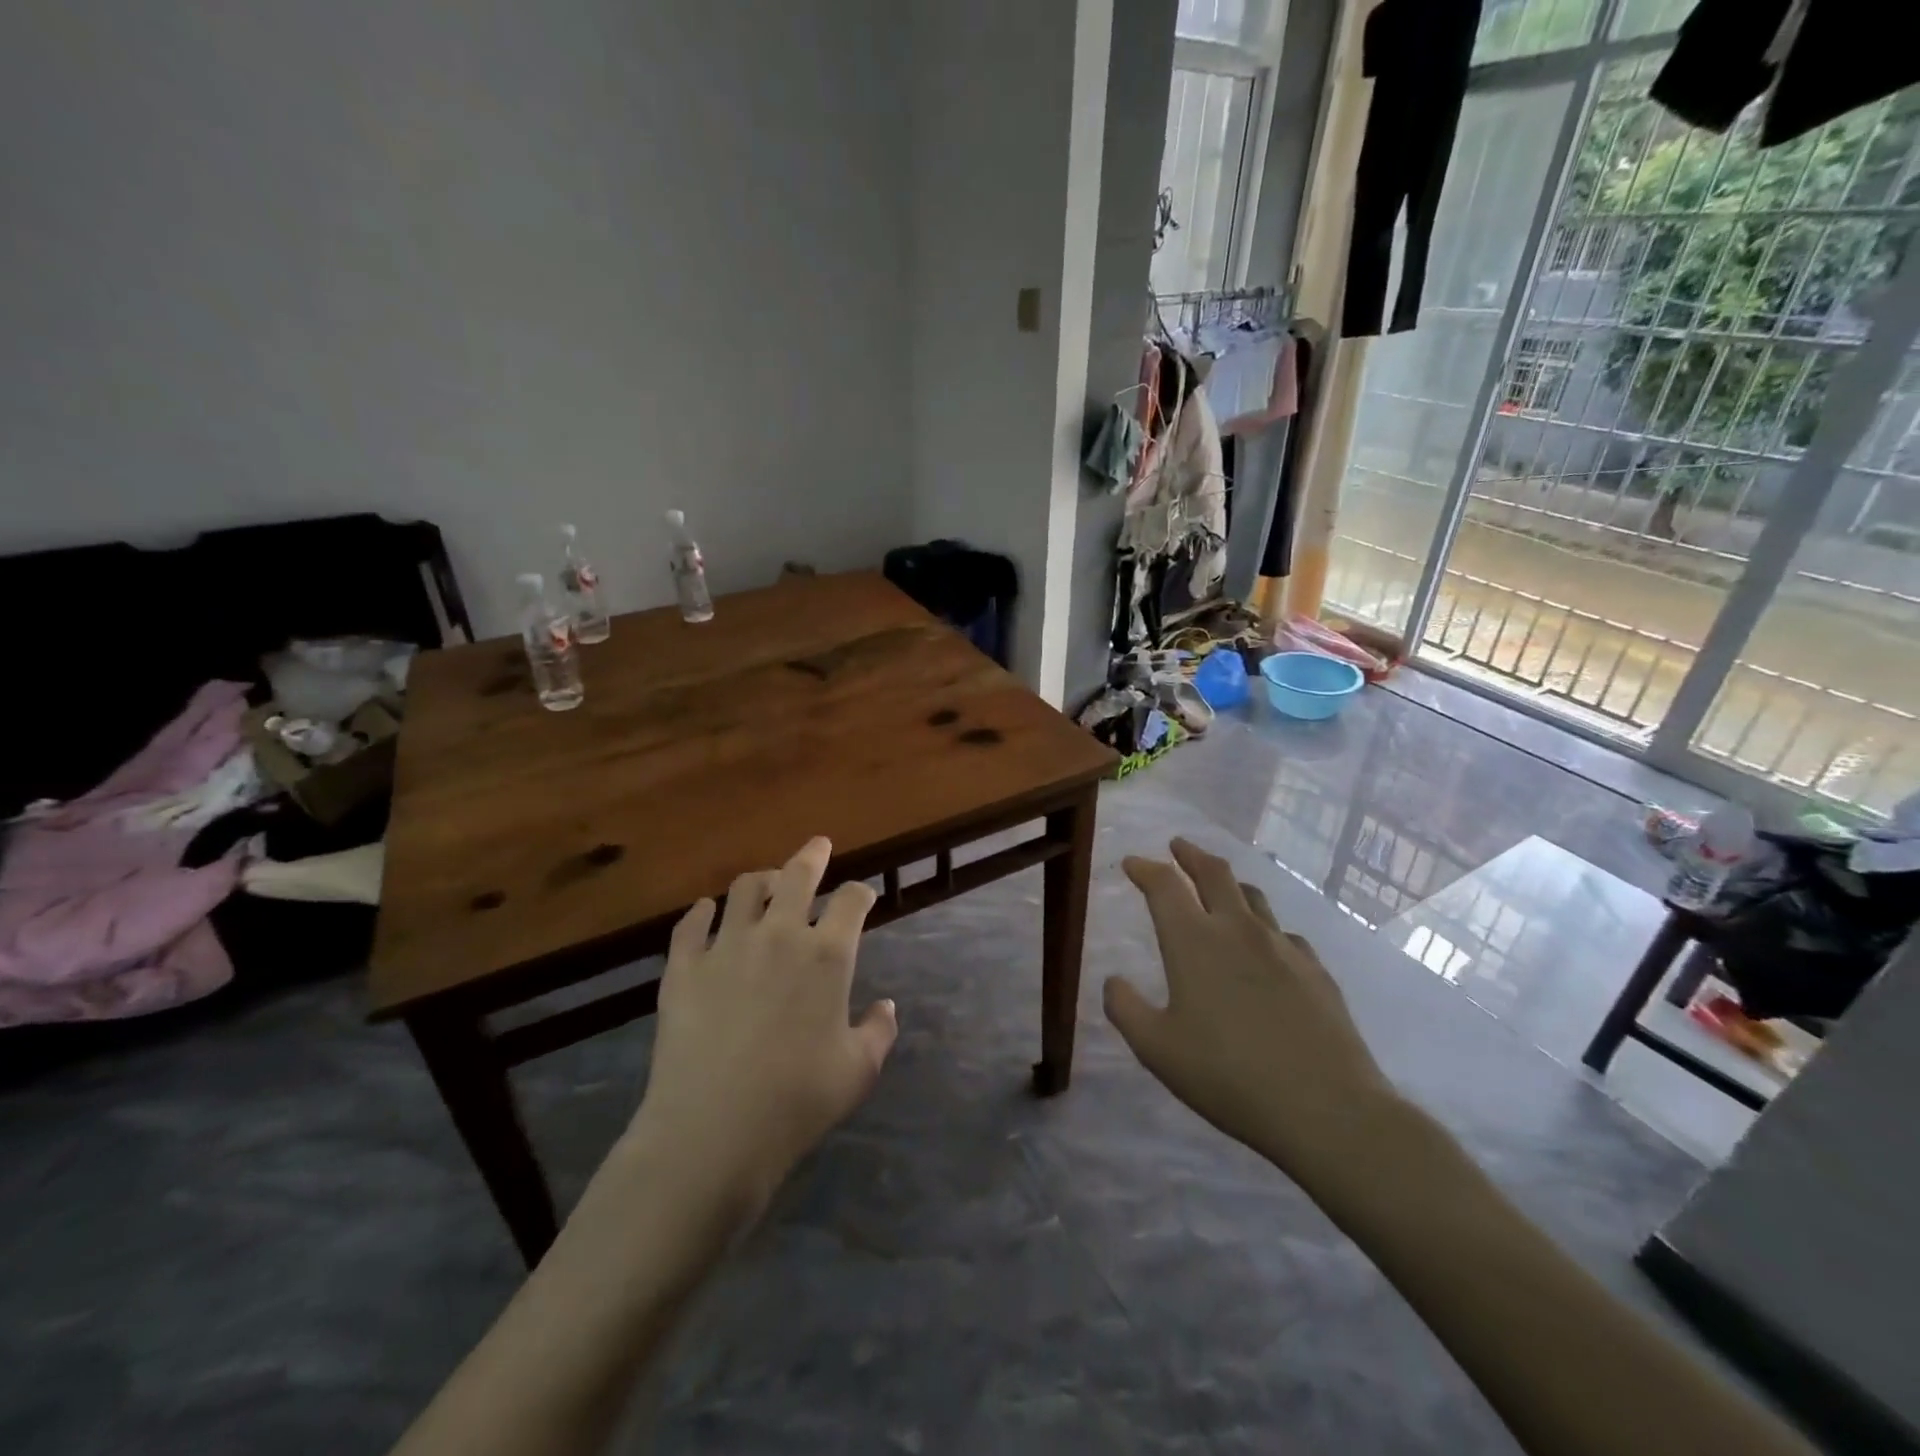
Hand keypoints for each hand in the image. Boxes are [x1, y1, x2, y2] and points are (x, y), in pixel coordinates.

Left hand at [625, 836, 897, 1218]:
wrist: (712, 1131)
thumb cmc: (797, 1101)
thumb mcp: (858, 1071)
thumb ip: (879, 1031)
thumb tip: (886, 1006)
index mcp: (828, 955)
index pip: (851, 901)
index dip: (861, 893)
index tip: (862, 895)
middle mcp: (779, 935)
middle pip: (798, 875)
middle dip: (812, 855)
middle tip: (817, 846)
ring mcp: (727, 945)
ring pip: (745, 889)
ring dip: (761, 879)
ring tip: (766, 881)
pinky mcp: (683, 966)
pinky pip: (691, 924)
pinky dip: (702, 912)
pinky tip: (706, 912)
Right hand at [1104, 839, 1394, 1186]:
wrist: (1326, 1108)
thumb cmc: (1228, 1075)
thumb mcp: (1157, 1049)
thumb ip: (1126, 1009)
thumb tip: (1113, 981)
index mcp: (1194, 941)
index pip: (1164, 885)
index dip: (1145, 868)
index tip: (1132, 863)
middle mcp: (1238, 930)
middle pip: (1213, 873)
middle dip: (1190, 854)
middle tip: (1177, 846)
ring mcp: (1282, 947)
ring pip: (1252, 896)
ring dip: (1228, 882)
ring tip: (1219, 885)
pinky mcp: (1315, 970)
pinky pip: (1284, 933)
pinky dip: (1264, 926)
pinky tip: (1265, 945)